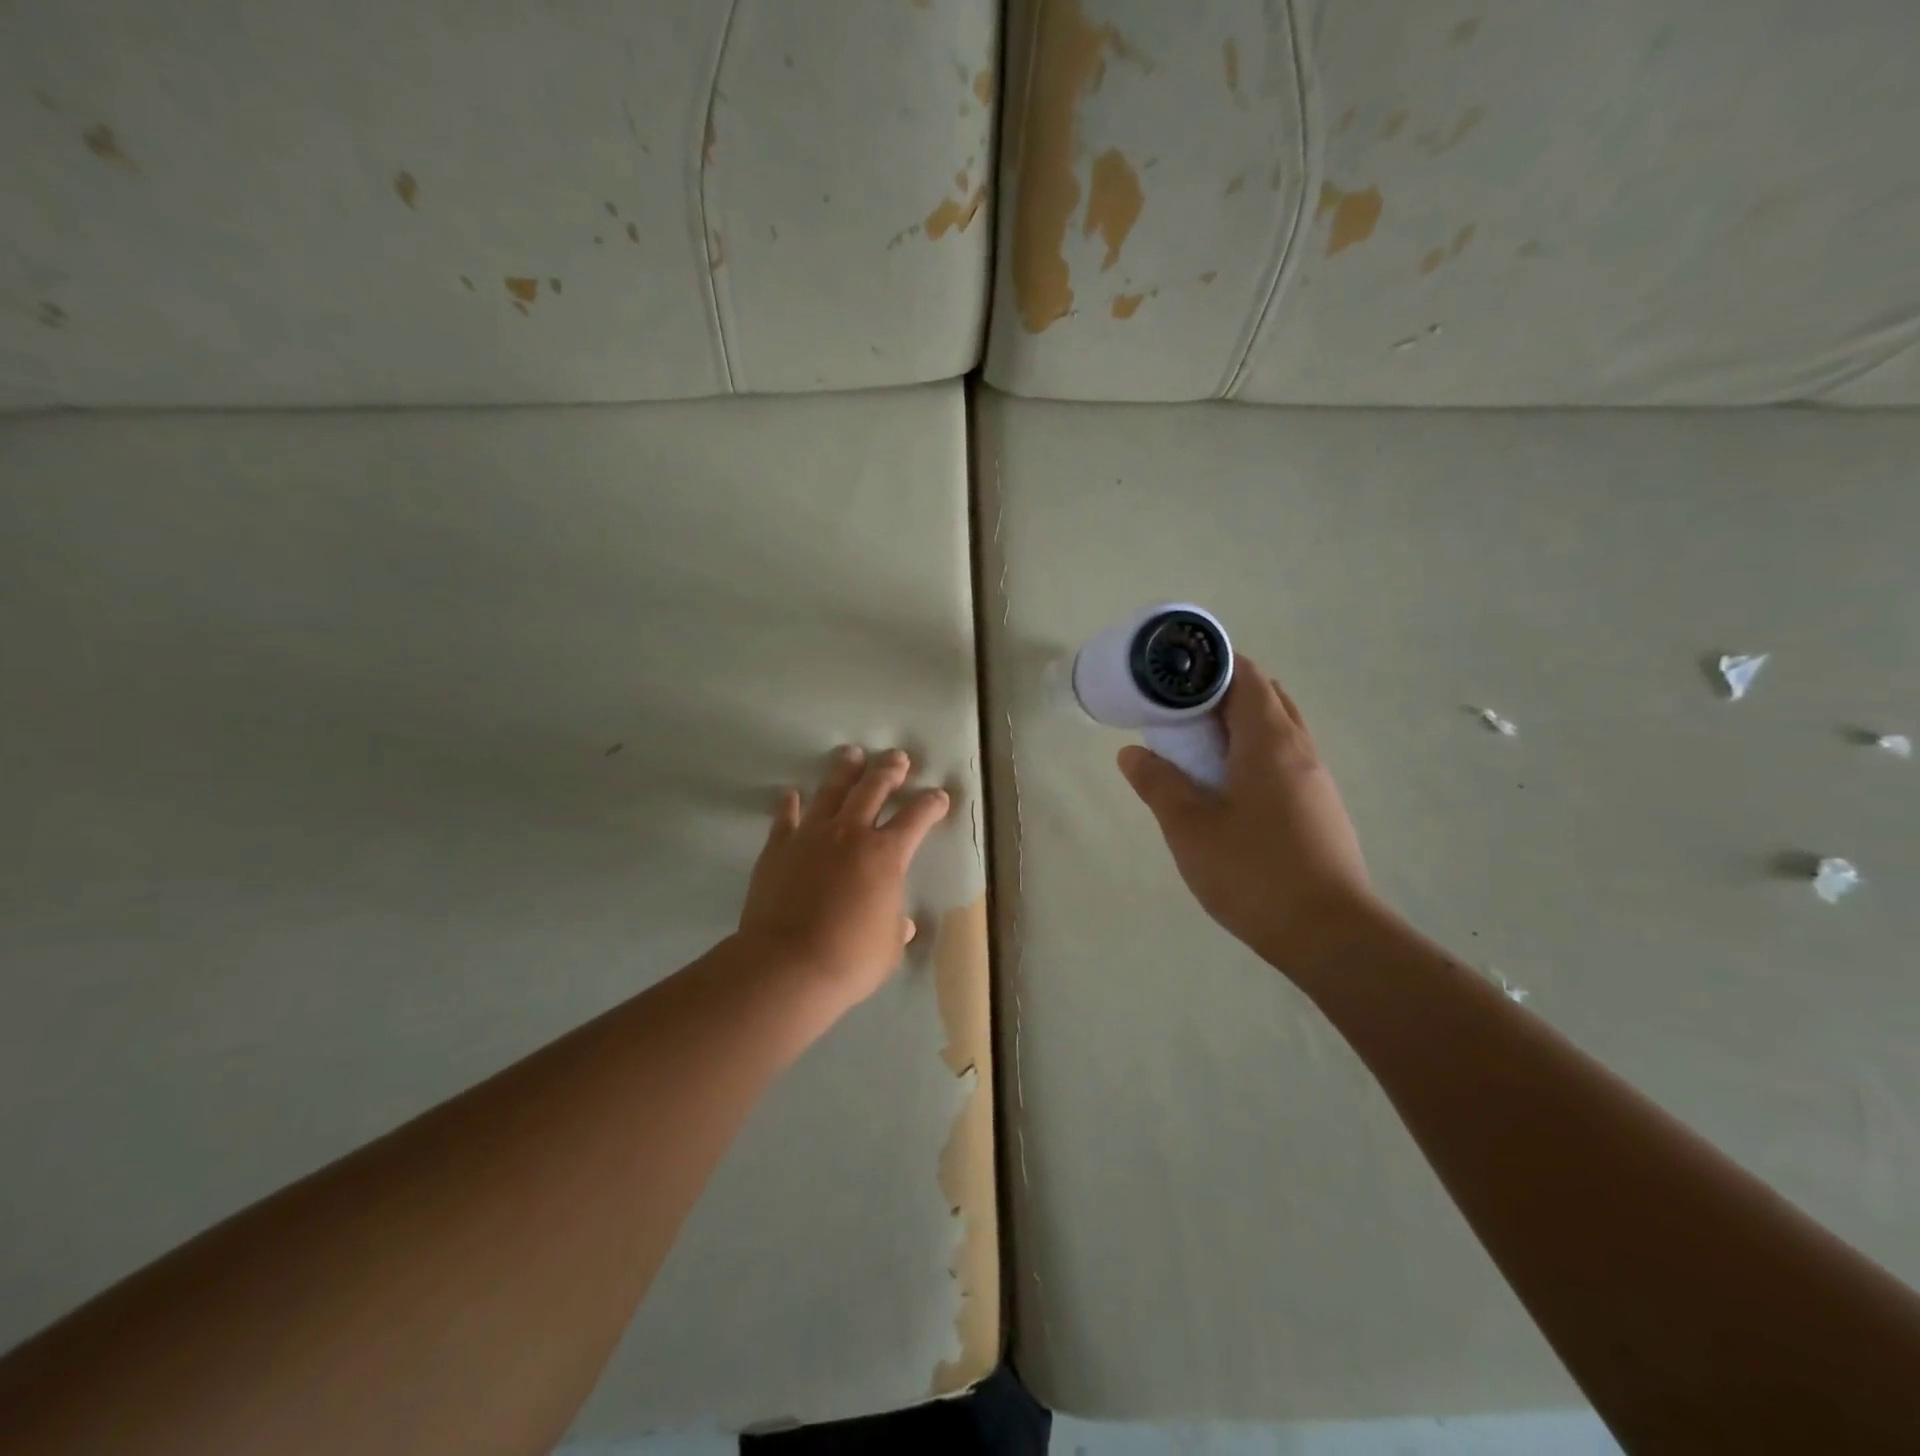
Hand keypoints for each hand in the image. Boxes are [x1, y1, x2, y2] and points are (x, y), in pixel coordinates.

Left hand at [737, 746, 949, 1007]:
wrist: (787, 966)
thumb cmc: (850, 960)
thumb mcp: (888, 947)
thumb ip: (896, 928)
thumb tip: (904, 924)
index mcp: (887, 855)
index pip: (916, 818)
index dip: (931, 804)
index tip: (939, 796)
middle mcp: (851, 834)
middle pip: (873, 789)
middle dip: (889, 771)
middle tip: (897, 758)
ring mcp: (812, 836)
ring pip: (830, 792)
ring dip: (844, 771)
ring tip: (851, 755)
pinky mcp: (779, 847)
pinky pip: (786, 818)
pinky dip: (790, 804)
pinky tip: (792, 794)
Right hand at [1117, 659, 1377, 975]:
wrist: (1330, 934)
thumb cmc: (1253, 871)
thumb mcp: (1190, 827)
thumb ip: (1158, 783)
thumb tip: (1133, 753)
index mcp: (1269, 741)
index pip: (1246, 676)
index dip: (1212, 665)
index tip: (1174, 675)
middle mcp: (1299, 749)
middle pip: (1265, 698)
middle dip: (1222, 693)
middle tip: (1179, 711)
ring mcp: (1315, 780)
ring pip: (1277, 731)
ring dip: (1238, 726)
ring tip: (1195, 748)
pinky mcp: (1319, 809)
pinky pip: (1283, 761)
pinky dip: (1252, 755)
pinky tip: (1226, 788)